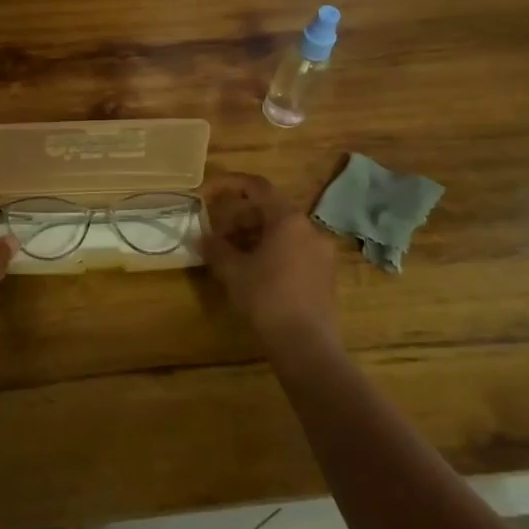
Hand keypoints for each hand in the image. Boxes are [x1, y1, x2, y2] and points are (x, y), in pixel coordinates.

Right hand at [199, 172, 337, 341]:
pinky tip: (253, 272)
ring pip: (281, 232)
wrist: (306, 345)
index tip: (205, 193)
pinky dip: (271, 251)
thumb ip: (215, 248)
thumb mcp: (233, 270)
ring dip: (253, 236)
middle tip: (216, 234)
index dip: (228, 184)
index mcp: (288, 219)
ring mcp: (321, 252)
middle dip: (239, 218)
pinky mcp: (325, 274)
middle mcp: (310, 228)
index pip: (256, 186)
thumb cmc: (266, 298)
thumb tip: (203, 238)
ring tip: (230, 255)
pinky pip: (293, 250)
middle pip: (269, 210)